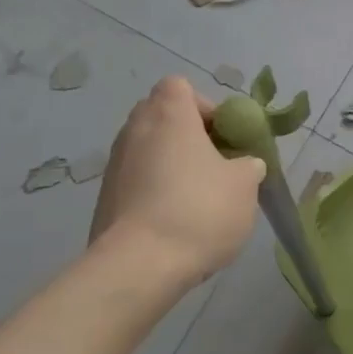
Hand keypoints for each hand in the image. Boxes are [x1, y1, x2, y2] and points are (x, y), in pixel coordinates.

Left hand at [90, 77, 264, 283]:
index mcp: (168, 115)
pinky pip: (136, 181)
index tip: (223, 136)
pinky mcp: (104, 199)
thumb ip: (248, 165)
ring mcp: (114, 165)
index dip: (204, 106)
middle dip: (188, 135)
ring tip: (197, 198)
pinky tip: (175, 222)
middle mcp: (135, 130)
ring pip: (148, 150)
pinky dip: (154, 191)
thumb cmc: (198, 210)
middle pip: (161, 116)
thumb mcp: (245, 185)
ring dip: (171, 164)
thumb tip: (243, 164)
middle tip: (214, 164)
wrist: (138, 267)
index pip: (179, 87)